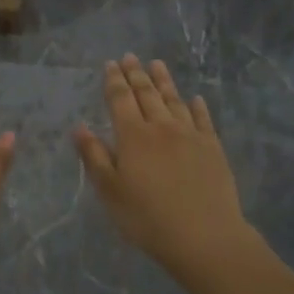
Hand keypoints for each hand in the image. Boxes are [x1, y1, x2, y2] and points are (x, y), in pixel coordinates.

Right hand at [74, 54, 252, 277]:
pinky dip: (197, 106)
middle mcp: (162, 127)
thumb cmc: (148, 218)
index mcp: (133, 136)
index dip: (114, 80)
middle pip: (147, 94)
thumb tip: (79, 127)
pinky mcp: (213, 148)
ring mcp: (191, 135)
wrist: (205, 236)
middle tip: (131, 56)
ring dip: (164, 81)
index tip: (111, 64)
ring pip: (175, 100)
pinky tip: (195, 99)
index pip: (120, 99)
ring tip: (157, 64)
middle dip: (137, 74)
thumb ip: (95, 156)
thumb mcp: (110, 191)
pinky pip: (203, 119)